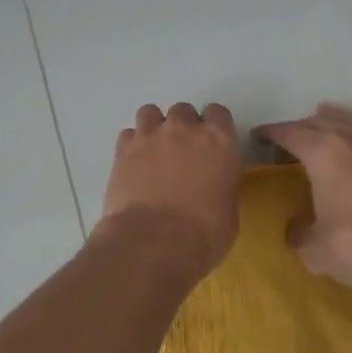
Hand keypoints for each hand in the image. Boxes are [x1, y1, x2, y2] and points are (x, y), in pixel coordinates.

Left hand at [98, 102, 242, 271]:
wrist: (154, 241)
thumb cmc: (204, 233)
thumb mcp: (228, 210)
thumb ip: (221, 185)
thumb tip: (212, 186)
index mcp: (218, 140)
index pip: (218, 113)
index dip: (213, 126)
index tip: (211, 143)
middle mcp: (184, 129)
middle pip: (183, 111)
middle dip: (182, 127)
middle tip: (181, 152)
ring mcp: (150, 136)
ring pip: (150, 113)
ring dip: (154, 128)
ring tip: (153, 152)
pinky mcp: (123, 150)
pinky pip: (128, 135)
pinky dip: (132, 145)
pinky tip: (134, 164)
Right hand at [255, 102, 351, 299]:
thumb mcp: (316, 250)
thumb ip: (299, 234)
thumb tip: (297, 227)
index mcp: (324, 153)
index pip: (290, 133)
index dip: (271, 133)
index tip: (258, 135)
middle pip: (320, 121)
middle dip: (300, 126)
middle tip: (288, 137)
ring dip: (334, 117)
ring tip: (324, 115)